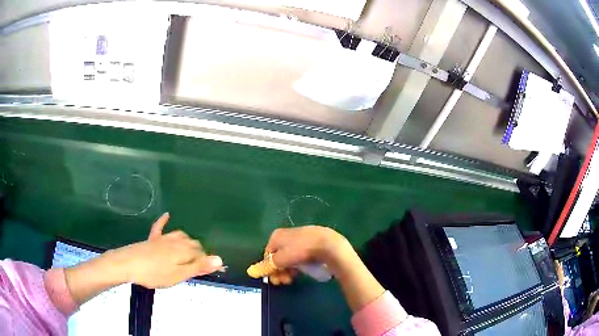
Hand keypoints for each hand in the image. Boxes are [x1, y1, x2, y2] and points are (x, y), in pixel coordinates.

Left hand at [112, 213, 222, 287]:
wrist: (128, 264)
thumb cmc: (155, 273)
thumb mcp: (178, 275)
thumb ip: (198, 267)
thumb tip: (219, 259)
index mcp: (184, 251)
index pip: (202, 254)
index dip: (207, 263)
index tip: (209, 272)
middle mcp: (176, 241)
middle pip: (193, 244)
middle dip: (199, 254)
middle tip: (198, 268)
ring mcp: (163, 238)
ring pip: (180, 236)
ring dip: (188, 242)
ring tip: (191, 251)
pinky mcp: (152, 239)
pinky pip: (160, 227)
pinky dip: (164, 221)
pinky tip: (167, 215)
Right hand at [247, 226, 350, 283]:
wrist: (329, 245)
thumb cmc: (301, 251)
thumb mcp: (280, 260)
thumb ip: (266, 266)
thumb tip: (249, 271)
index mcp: (277, 236)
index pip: (267, 255)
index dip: (269, 269)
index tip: (276, 280)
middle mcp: (287, 235)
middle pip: (278, 257)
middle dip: (280, 271)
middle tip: (285, 281)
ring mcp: (301, 238)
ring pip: (290, 257)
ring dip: (289, 270)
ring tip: (294, 278)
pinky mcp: (313, 243)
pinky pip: (302, 256)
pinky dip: (300, 265)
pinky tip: (304, 271)